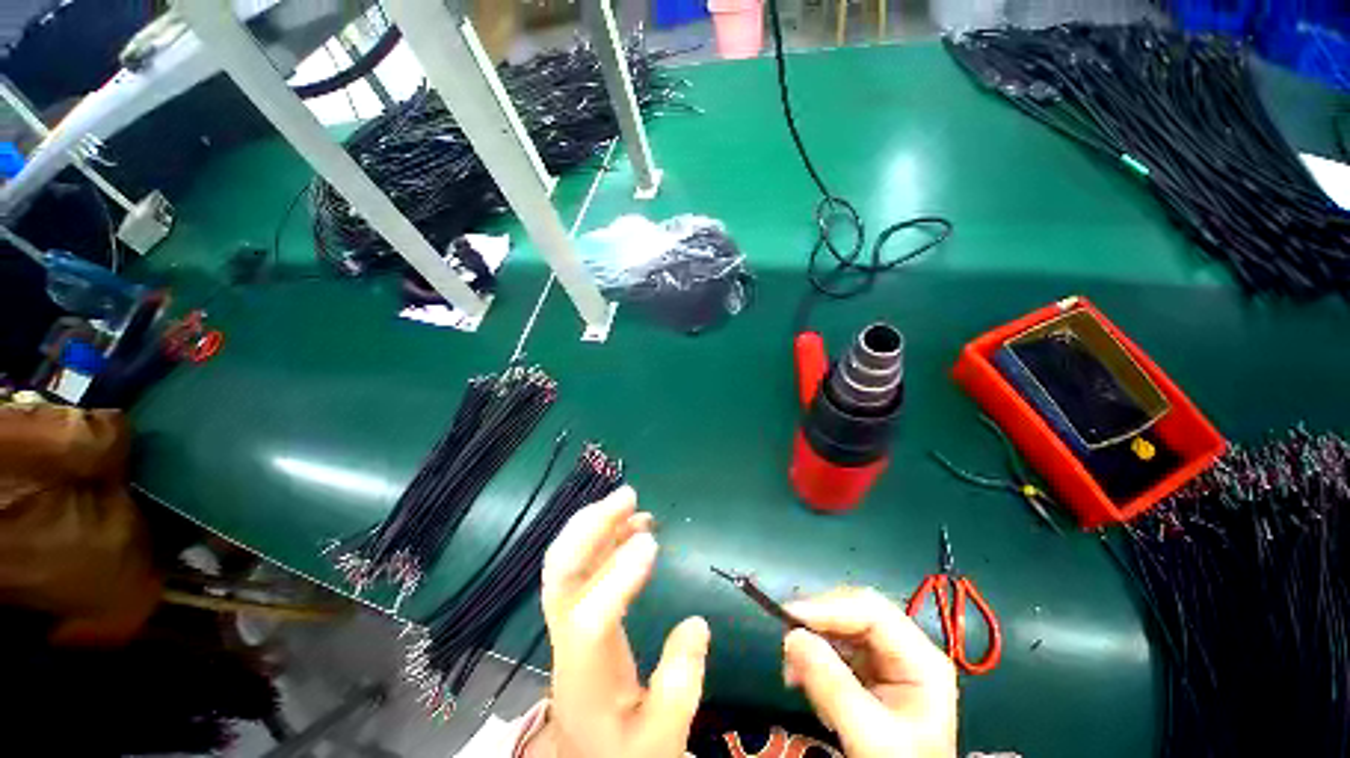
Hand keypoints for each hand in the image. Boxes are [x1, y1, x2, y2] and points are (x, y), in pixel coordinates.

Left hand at [532, 486, 709, 757]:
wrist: (586, 757)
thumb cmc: (623, 751)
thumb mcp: (661, 736)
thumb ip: (681, 683)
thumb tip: (697, 623)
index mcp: (585, 677)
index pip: (588, 620)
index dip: (616, 577)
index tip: (651, 543)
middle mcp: (567, 640)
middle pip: (562, 575)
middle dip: (590, 528)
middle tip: (627, 497)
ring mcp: (569, 620)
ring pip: (568, 562)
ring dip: (595, 524)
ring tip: (630, 500)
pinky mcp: (580, 610)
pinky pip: (584, 565)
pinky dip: (604, 537)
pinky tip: (632, 526)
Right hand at [782, 588, 957, 757]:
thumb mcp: (868, 734)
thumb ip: (832, 686)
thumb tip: (792, 636)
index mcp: (920, 658)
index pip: (871, 611)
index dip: (829, 607)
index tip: (791, 615)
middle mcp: (905, 649)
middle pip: (854, 613)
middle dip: (817, 624)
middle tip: (787, 641)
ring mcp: (886, 660)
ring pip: (840, 628)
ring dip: (812, 641)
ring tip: (792, 669)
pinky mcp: (867, 672)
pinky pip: (834, 648)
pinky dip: (814, 659)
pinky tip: (803, 679)